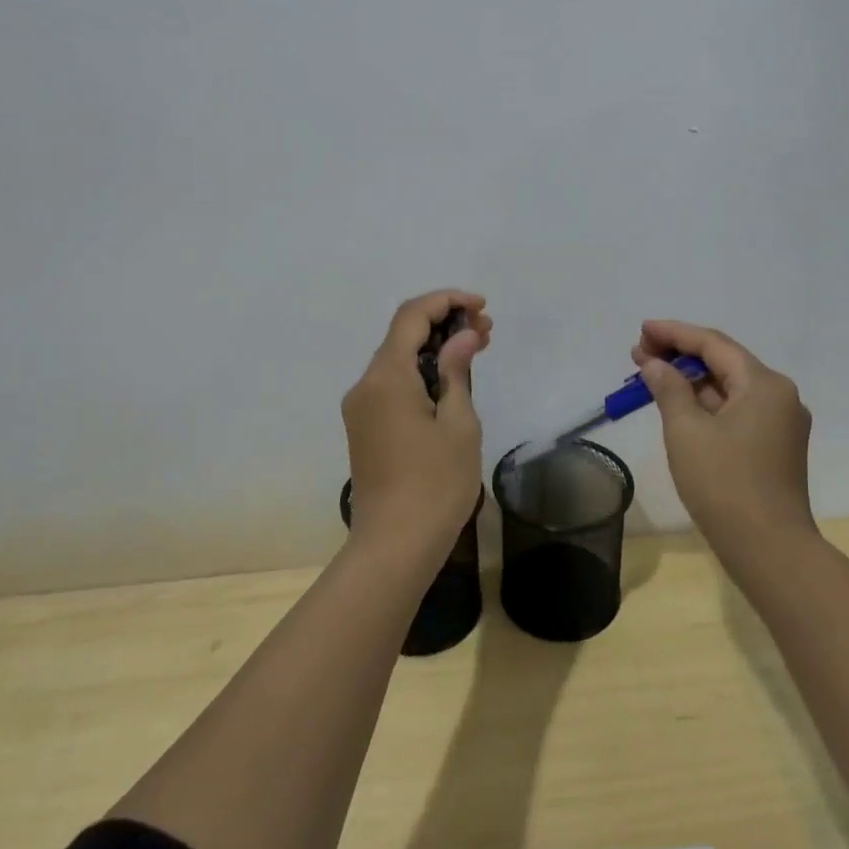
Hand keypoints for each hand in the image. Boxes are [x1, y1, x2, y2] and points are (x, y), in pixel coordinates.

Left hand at [343, 290, 491, 560]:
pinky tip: (451, 381)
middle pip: (401, 334)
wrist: (394, 547)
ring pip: (397, 359)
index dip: (446, 301)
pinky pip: (392, 384)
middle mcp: (365, 384)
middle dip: (443, 323)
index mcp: (386, 377)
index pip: (411, 316)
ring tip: (477, 350)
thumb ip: (457, 371)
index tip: (481, 308)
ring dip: (434, 348)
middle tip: (487, 331)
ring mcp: (361, 408)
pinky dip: (421, 372)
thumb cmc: (435, 485)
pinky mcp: (365, 427)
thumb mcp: (459, 424)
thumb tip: (462, 336)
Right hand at [633, 320, 813, 554]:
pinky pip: (735, 411)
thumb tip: (655, 364)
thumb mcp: (686, 430)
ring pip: (728, 388)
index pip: (713, 344)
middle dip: (680, 355)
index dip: (674, 333)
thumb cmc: (724, 483)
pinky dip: (705, 403)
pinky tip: (677, 404)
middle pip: (723, 362)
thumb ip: (668, 388)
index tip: (642, 329)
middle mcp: (779, 396)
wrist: (769, 550)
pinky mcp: (773, 447)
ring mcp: (779, 423)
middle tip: (639, 353)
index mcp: (764, 384)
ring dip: (690, 380)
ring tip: (650, 375)